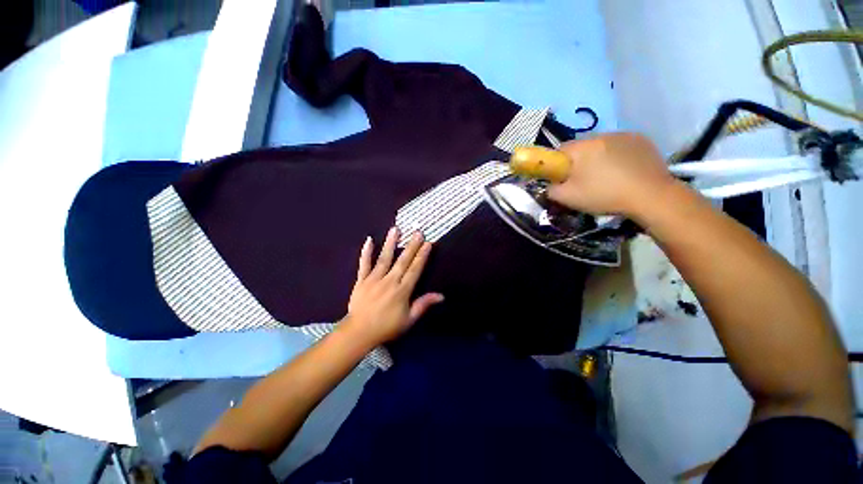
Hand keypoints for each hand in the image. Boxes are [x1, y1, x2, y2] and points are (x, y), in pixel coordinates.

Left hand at [341, 227, 443, 346]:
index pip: (415, 269)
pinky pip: (364, 264)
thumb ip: (423, 305)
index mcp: (402, 290)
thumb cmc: (386, 327)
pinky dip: (366, 252)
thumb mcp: (409, 320)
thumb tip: (441, 296)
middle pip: (403, 260)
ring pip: (384, 258)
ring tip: (395, 229)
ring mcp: (374, 279)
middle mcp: (390, 281)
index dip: (422, 256)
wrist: (359, 332)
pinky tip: (369, 240)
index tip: (428, 243)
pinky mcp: (361, 280)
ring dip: (391, 243)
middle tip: (417, 232)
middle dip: (412, 245)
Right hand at [546, 133, 674, 217]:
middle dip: (579, 161)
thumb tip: (551, 184)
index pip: (559, 150)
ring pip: (601, 145)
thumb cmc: (604, 195)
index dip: (558, 165)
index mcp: (581, 148)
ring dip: (598, 157)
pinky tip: (624, 171)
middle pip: (581, 147)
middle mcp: (601, 135)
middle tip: (585, 180)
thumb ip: (551, 189)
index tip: (564, 178)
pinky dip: (617, 155)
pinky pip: (619, 145)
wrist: (651, 196)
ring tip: (607, 176)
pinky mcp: (641, 139)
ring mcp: (623, 135)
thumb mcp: (568, 198)